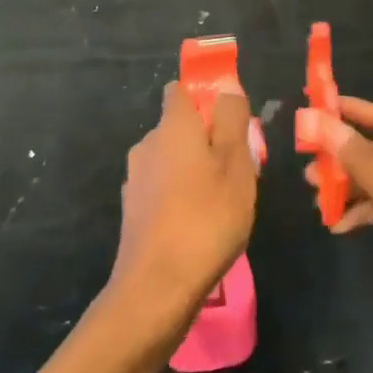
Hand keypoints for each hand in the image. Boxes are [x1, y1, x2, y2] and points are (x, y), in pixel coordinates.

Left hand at [107, 82, 257, 341]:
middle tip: (238, 166)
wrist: (158, 286)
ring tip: (223, 200)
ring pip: (171, 160)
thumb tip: (227, 85)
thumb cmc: (207, 216)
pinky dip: (181, 197)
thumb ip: (232, 118)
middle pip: (179, 128)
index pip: (180, 91)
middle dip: (206, 139)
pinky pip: (163, 189)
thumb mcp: (235, 162)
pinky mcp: (134, 212)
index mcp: (172, 126)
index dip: (205, 97)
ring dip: (194, 170)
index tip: (230, 120)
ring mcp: (136, 180)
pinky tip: (200, 224)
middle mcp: (148, 145)